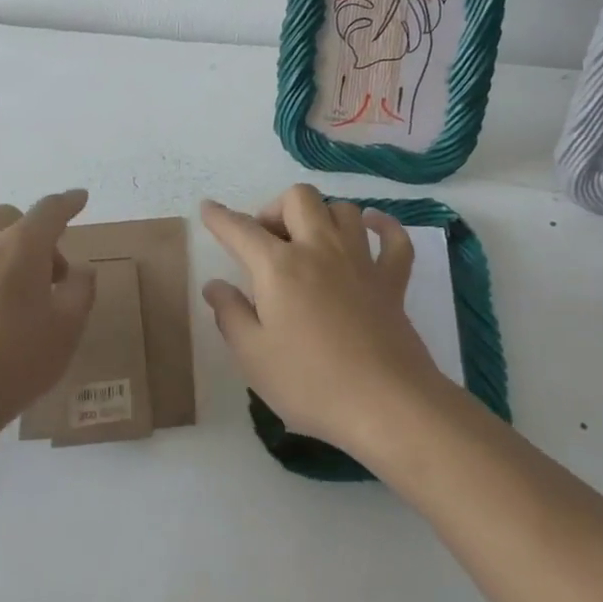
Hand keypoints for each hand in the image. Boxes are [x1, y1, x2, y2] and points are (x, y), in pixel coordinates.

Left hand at [0, 190, 97, 443]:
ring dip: (10, 256)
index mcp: (21, 247)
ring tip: (25, 303)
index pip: (49, 210)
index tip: (80, 198)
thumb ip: (80, 291)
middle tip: (52, 273)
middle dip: (35, 232)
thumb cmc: (14, 361)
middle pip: (10, 218)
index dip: (68, 202)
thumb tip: (79, 271)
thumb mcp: (67, 329)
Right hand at [200, 185, 451, 459]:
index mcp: (279, 267)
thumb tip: (215, 285)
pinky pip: (394, 238)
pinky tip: (371, 228)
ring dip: (322, 216)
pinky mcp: (393, 280)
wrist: (385, 403)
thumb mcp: (253, 356)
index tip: (208, 208)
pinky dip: (382, 226)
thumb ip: (230, 314)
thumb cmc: (310, 382)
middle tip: (266, 243)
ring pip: (343, 209)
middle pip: (298, 198)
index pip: (241, 230)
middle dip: (276, 209)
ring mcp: (361, 260)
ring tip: (310, 242)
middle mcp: (320, 249)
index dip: (220, 217)